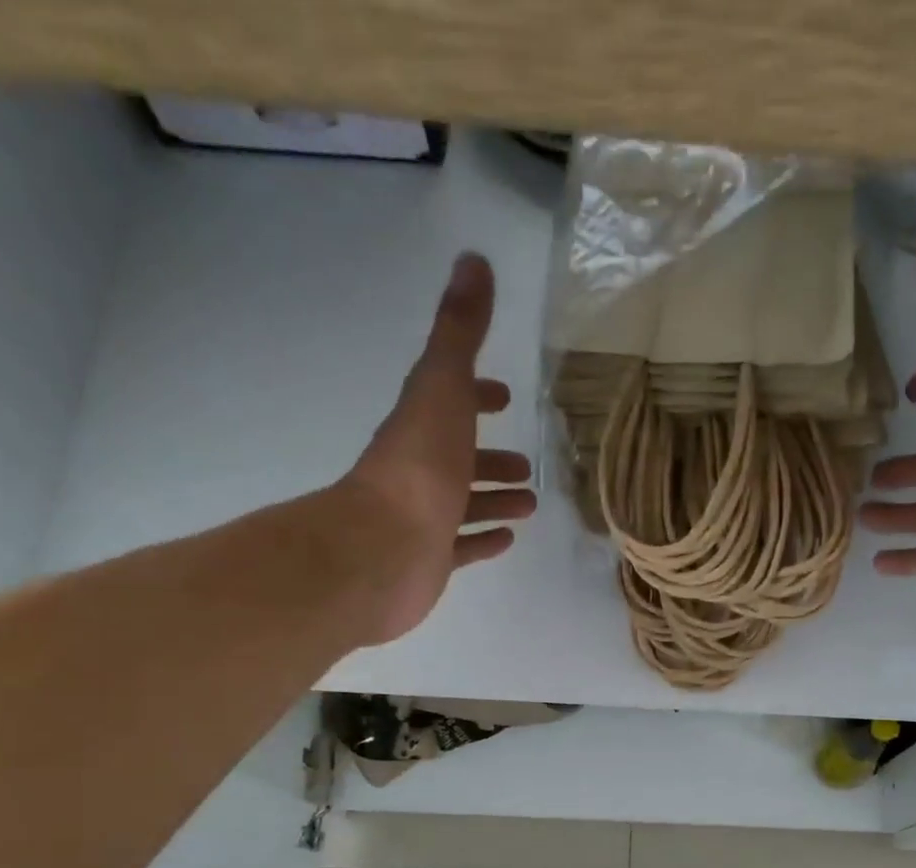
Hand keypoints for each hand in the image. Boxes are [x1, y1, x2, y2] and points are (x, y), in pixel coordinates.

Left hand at [330, 252, 535, 644]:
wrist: (385, 548)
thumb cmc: (420, 465)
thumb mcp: (444, 387)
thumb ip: (460, 331)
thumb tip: (474, 260)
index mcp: (422, 425)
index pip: (449, 401)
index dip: (476, 395)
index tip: (503, 396)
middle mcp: (421, 468)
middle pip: (459, 457)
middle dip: (491, 457)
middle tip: (525, 464)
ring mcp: (425, 516)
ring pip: (465, 503)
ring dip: (495, 499)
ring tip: (530, 502)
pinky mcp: (432, 558)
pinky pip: (463, 546)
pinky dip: (485, 539)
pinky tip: (509, 538)